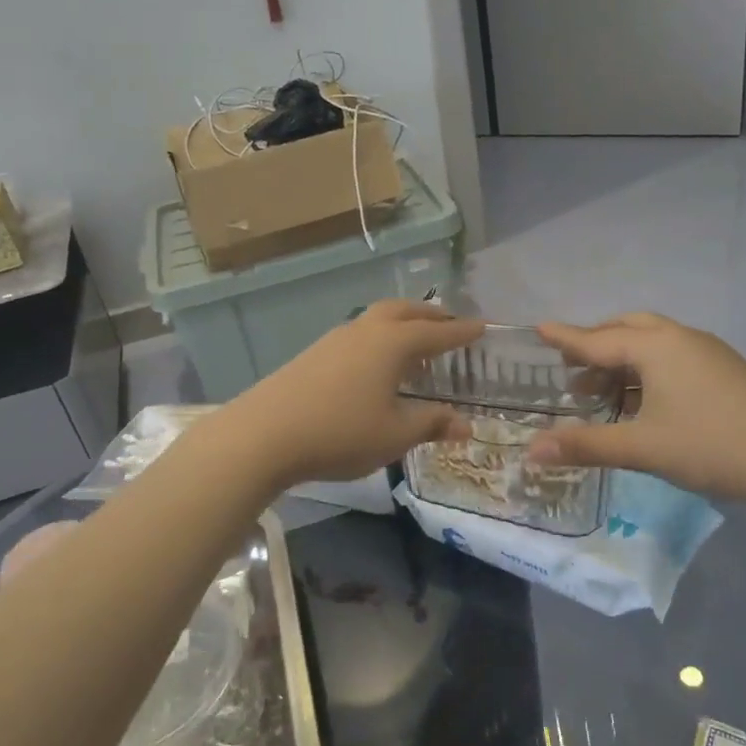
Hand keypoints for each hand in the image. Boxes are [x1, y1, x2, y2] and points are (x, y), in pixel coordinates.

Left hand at [223, 300, 482, 487]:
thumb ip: (432, 424)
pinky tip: (375, 366)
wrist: (264, 434)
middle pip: (404, 311)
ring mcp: (334, 339)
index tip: (482, 327)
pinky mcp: (313, 354)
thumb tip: (465, 424)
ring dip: (401, 324)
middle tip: (450, 324)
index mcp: (392, 343)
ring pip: (377, 320)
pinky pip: (358, 335)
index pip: (437, 332)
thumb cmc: (340, 432)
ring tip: (414, 345)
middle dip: (430, 316)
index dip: (461, 332)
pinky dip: (378, 339)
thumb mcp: (395, 434)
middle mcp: (365, 331)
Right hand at [525, 314, 745, 511]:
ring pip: (652, 341)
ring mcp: (706, 352)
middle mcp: (679, 338)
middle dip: (596, 343)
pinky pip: (672, 355)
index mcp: (656, 347)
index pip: (597, 339)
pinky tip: (641, 399)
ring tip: (599, 388)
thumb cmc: (710, 446)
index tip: (538, 328)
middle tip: (570, 367)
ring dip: (622, 357)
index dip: (565, 338)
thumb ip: (586, 445)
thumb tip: (531, 450)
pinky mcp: (723, 369)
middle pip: (626, 328)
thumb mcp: (643, 448)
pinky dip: (646, 367)